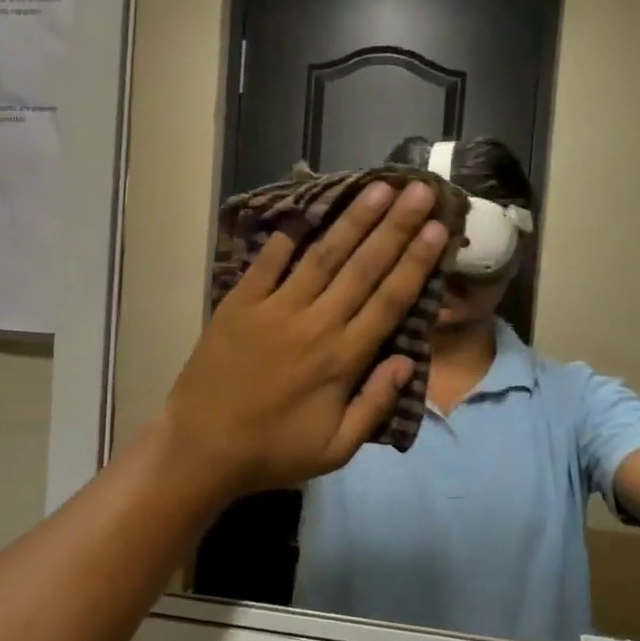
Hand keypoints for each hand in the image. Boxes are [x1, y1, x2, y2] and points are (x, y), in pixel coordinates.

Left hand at [163, 182, 449, 501]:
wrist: (202, 448)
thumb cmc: (273, 452)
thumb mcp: (335, 449)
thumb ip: (375, 406)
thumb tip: (408, 362)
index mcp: (342, 359)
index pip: (389, 301)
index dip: (415, 262)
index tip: (437, 227)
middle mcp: (314, 324)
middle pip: (363, 268)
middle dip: (395, 227)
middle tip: (419, 189)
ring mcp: (274, 310)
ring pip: (322, 257)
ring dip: (352, 220)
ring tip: (377, 188)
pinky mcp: (239, 304)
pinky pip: (267, 263)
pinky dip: (287, 235)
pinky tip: (306, 207)